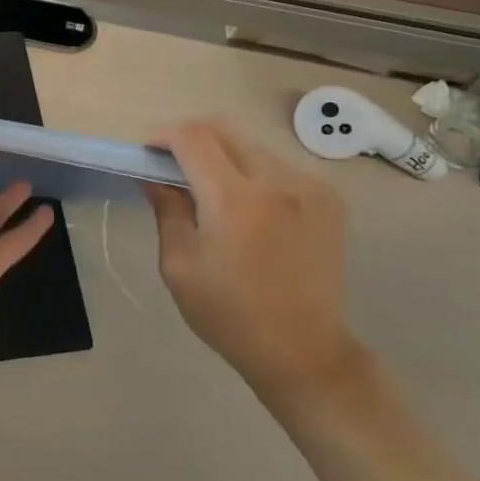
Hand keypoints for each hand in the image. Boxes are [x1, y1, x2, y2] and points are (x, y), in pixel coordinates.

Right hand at [144, 121, 353, 397]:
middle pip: (224, 129)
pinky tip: (249, 208)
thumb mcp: (179, 265)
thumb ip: (167, 210)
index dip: (164, 136)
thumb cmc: (229, 314)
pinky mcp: (330, 199)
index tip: (149, 153)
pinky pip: (280, 166)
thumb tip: (154, 176)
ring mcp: (310, 187)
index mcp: (234, 200)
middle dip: (191, 137)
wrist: (304, 351)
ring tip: (211, 190)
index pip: (193, 137)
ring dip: (223, 156)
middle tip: (173, 164)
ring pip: (252, 146)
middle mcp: (277, 181)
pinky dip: (254, 173)